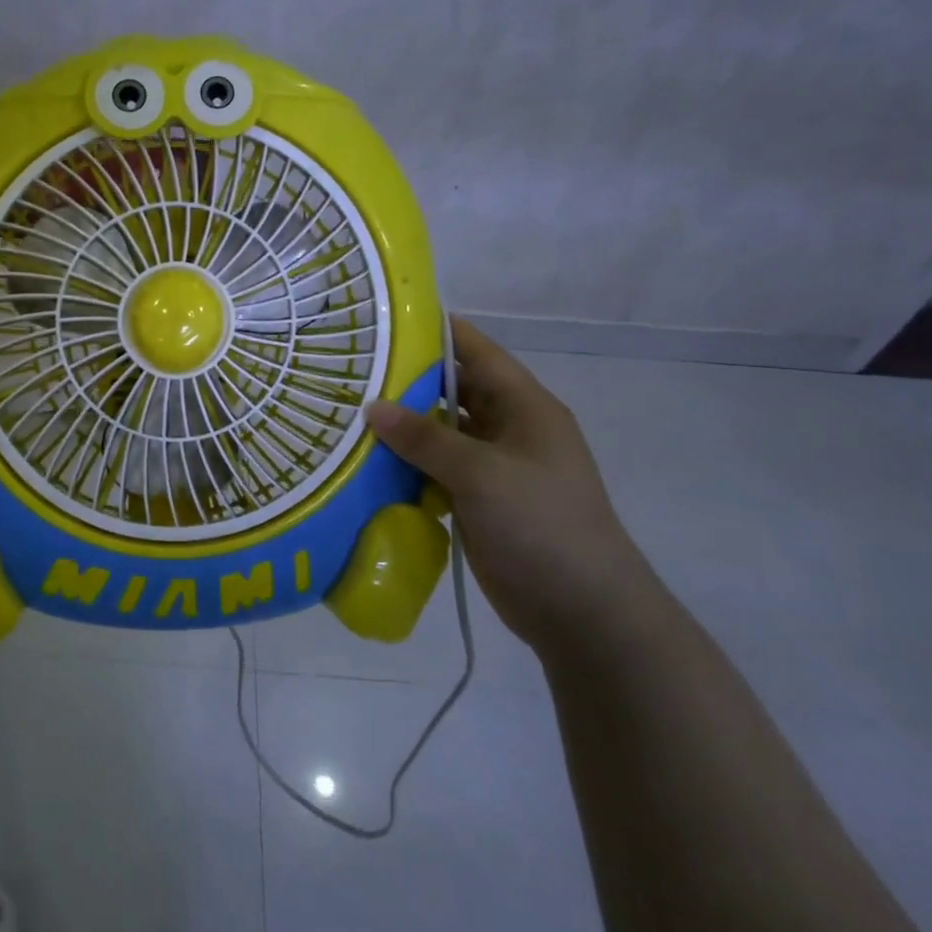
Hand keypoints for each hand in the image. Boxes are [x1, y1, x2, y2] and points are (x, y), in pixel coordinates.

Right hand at [365, 317, 656, 655]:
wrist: (582, 612)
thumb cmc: (542, 525)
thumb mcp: (483, 474)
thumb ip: (426, 439)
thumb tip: (372, 407)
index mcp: (525, 408)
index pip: (478, 353)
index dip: (439, 331)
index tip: (389, 319)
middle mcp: (509, 430)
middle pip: (454, 391)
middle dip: (408, 381)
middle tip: (353, 369)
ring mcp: (493, 468)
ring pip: (441, 434)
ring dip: (403, 427)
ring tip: (348, 412)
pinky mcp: (478, 501)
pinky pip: (436, 471)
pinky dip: (407, 465)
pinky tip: (366, 462)